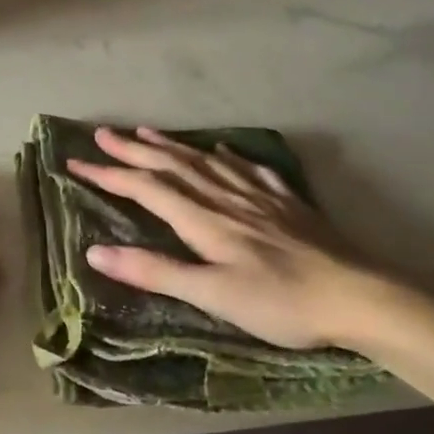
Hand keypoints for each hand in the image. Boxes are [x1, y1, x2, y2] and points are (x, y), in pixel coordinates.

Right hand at [67, 126, 380, 349]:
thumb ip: (155, 271)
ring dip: (172, 146)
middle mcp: (225, 198)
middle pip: (172, 166)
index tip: (74, 162)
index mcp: (203, 220)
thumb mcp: (211, 294)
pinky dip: (227, 157)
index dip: (108, 174)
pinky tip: (222, 151)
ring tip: (146, 131)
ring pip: (205, 162)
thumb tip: (95, 251)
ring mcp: (258, 197)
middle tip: (102, 133)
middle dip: (133, 150)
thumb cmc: (280, 302)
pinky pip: (248, 170)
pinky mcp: (286, 203)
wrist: (359, 295)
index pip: (146, 189)